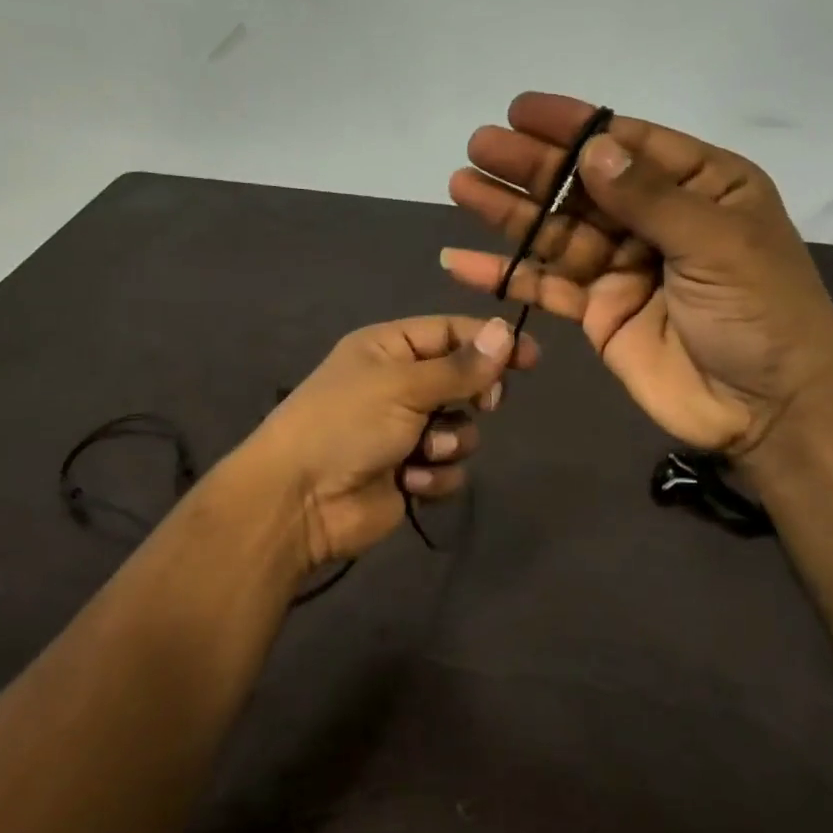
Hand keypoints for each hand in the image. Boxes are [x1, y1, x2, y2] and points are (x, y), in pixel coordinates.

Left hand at [245, 315, 538, 566]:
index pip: (450, 332)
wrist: (300, 501)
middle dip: (472, 397)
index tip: (532, 357)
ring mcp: (404, 431)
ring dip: (448, 442)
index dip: (491, 342)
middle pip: (463, 381)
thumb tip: (506, 331)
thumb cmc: (346, 424)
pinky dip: (433, 474)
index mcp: (388, 348)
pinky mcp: (410, 473)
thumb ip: (461, 366)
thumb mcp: (403, 385)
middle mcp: (398, 385)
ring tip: (418, 451)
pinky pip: (449, 468)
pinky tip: (407, 480)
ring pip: (462, 430)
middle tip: (481, 404)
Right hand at [442, 92, 832, 458]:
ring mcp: (623, 268)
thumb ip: (650, 198)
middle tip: (479, 147)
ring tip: (461, 186)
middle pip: (584, 186)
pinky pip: (547, 287)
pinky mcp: (598, 313)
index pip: (629, 144)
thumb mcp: (717, 244)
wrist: (766, 409)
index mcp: (700, 187)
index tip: (521, 112)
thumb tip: (593, 148)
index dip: (574, 128)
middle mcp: (656, 220)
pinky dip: (507, 276)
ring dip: (510, 213)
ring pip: (557, 233)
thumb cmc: (762, 314)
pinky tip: (462, 262)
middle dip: (533, 167)